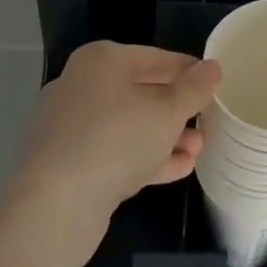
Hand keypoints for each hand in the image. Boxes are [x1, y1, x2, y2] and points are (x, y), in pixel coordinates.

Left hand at [12, 42, 221, 225]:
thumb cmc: (115, 141)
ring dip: (164, 137)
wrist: (52, 209)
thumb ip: (194, 89)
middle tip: (206, 122)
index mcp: (101, 61)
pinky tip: (177, 169)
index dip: (188, 71)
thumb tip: (213, 67)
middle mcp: (80, 86)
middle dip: (176, 110)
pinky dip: (144, 158)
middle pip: (140, 92)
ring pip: (127, 126)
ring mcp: (68, 129)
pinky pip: (112, 153)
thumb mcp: (167, 112)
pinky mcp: (65, 166)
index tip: (213, 85)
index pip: (156, 58)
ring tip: (197, 150)